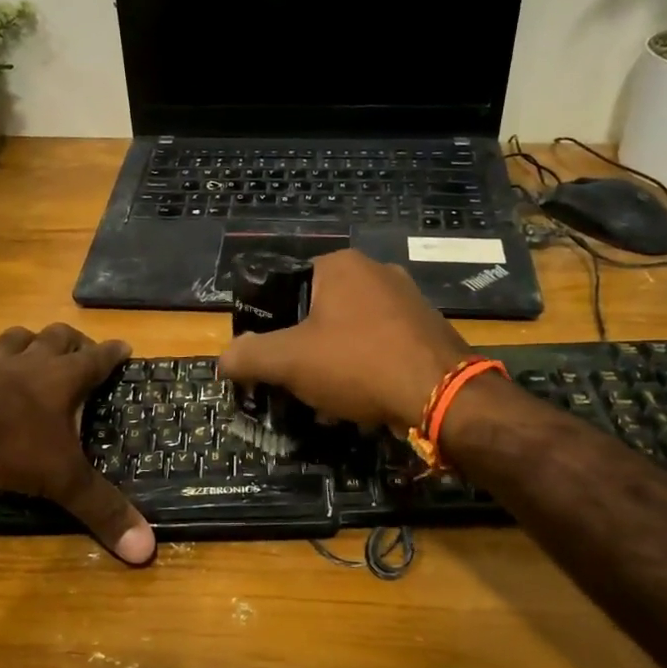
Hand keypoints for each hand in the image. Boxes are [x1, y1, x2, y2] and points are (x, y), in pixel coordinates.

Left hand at [0, 324, 154, 565]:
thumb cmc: (7, 444)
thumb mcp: (61, 479)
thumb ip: (101, 509)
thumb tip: (146, 549)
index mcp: (62, 381)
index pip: (97, 360)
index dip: (113, 353)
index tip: (125, 347)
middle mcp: (28, 365)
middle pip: (56, 338)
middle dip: (71, 340)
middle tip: (79, 348)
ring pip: (12, 340)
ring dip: (24, 341)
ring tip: (29, 347)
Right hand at [218, 250, 469, 432]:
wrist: (443, 395)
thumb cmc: (358, 364)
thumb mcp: (290, 361)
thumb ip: (250, 356)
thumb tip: (224, 359)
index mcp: (340, 265)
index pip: (287, 286)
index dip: (270, 324)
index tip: (267, 358)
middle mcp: (376, 271)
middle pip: (319, 312)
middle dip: (303, 351)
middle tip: (294, 383)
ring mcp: (408, 300)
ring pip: (350, 333)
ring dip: (331, 365)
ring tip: (324, 401)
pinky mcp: (427, 329)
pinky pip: (380, 346)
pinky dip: (363, 370)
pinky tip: (359, 402)